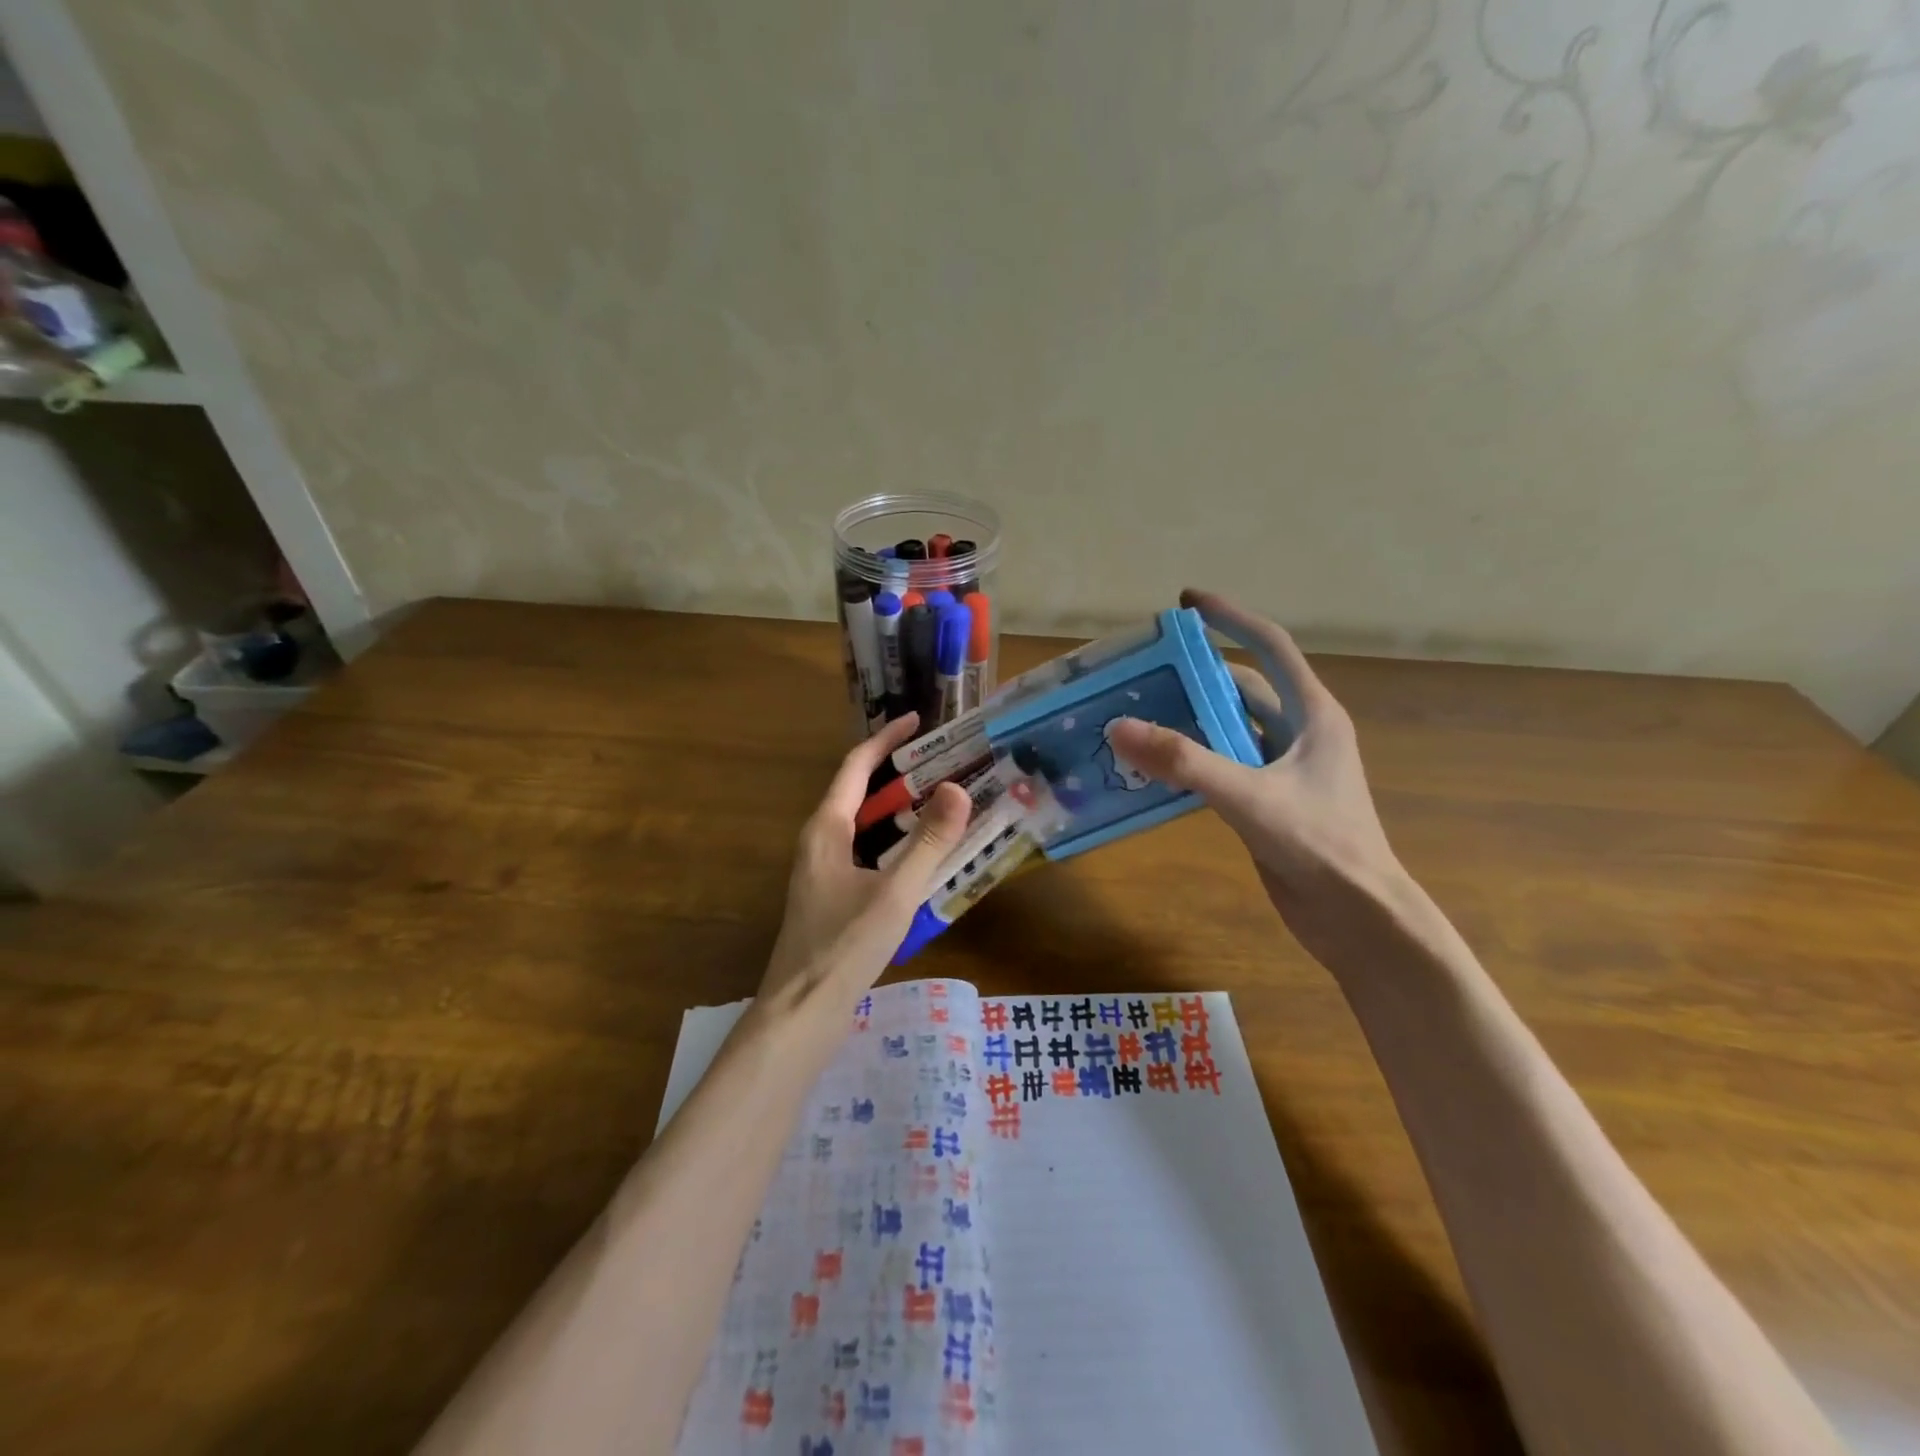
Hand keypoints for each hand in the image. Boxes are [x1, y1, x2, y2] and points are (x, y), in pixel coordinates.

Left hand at [758, 714, 971, 1015]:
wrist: (801, 1013)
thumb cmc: (844, 947)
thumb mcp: (894, 893)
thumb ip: (929, 843)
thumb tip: (959, 788)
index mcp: (826, 829)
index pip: (856, 767)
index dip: (885, 739)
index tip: (918, 719)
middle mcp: (819, 841)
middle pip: (859, 792)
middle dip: (898, 772)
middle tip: (943, 761)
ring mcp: (822, 870)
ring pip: (863, 825)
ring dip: (898, 809)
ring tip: (940, 801)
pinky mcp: (830, 896)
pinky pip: (865, 852)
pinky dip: (893, 841)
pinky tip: (921, 858)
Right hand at [1106, 590, 1401, 945]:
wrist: (1358, 918)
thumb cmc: (1320, 846)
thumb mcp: (1249, 796)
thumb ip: (1184, 762)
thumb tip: (1119, 728)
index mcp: (1313, 714)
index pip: (1270, 647)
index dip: (1230, 618)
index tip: (1185, 601)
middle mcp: (1300, 733)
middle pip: (1243, 688)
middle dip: (1196, 675)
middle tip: (1144, 670)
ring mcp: (1284, 769)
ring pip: (1230, 729)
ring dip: (1190, 720)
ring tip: (1137, 714)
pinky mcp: (1268, 801)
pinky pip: (1223, 765)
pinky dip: (1191, 759)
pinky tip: (1155, 767)